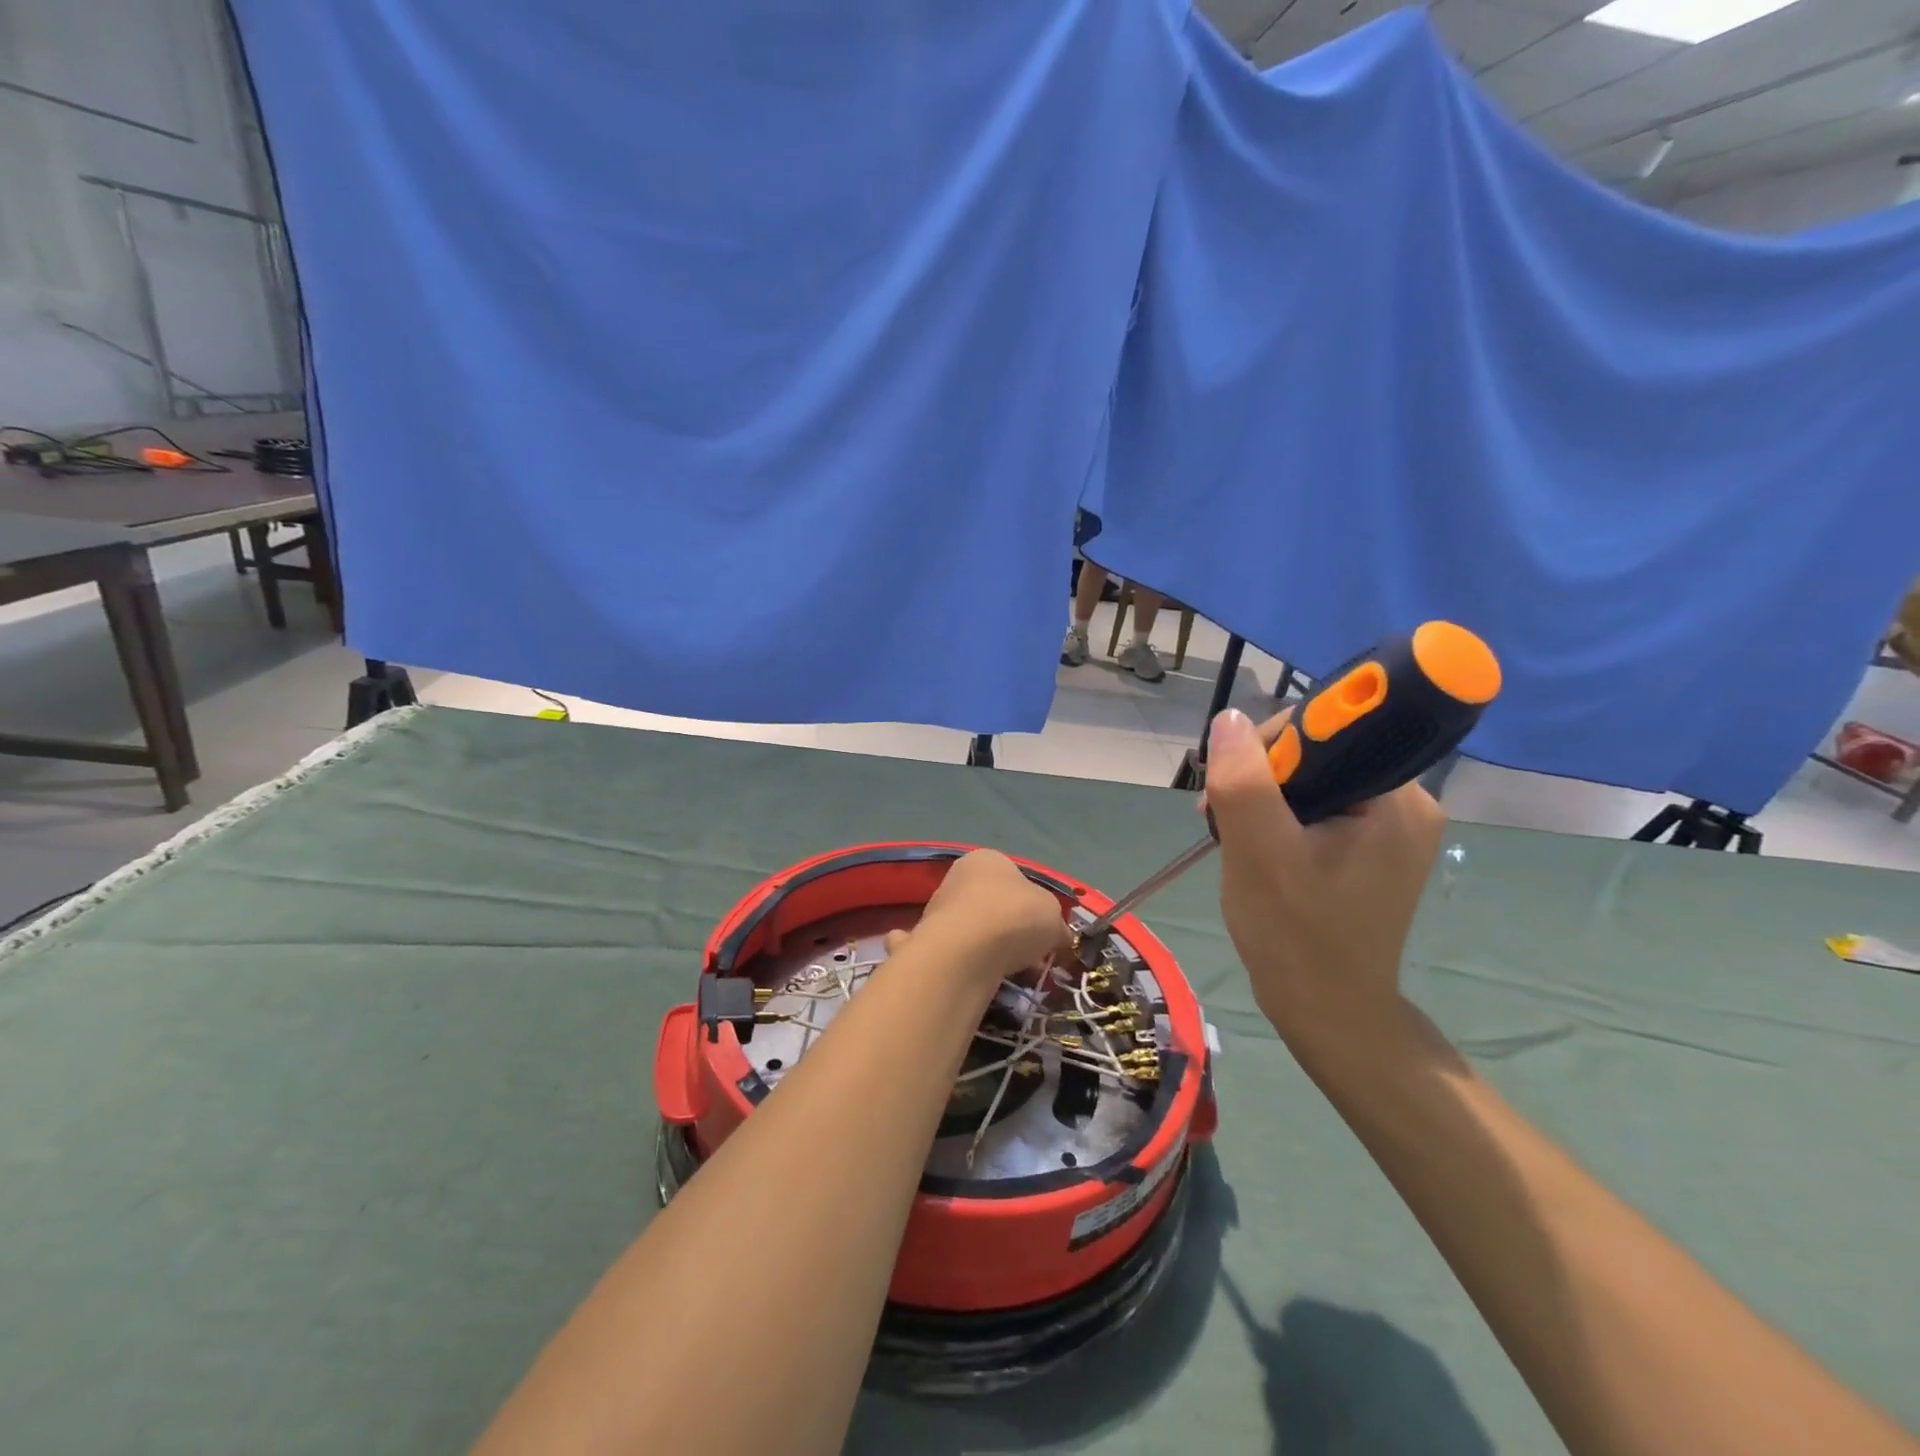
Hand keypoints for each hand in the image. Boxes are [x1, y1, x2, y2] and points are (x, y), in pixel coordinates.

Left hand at [887, 850, 1071, 983]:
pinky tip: (974, 976)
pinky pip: (952, 952)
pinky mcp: (925, 940)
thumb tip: (1060, 938)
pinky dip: (963, 962)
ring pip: (974, 931)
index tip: (1046, 935)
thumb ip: (1057, 925)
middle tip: (1032, 959)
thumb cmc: (1014, 917)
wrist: (964, 950)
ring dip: (991, 950)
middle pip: (994, 906)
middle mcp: (959, 877)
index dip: (1035, 908)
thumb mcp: (1053, 916)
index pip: (1016, 879)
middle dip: (1014, 933)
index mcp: (989, 859)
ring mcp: (938, 908)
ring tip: (1011, 974)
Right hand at [1204, 707, 1445, 1055]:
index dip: (1275, 743)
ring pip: (1313, 781)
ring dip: (1264, 799)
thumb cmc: (1295, 933)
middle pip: (1319, 753)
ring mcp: (1390, 829)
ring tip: (1233, 837)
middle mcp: (1405, 804)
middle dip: (1262, 776)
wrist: (1326, 1011)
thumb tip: (1229, 719)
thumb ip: (1244, 779)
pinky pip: (1318, 808)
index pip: (1332, 728)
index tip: (1237, 782)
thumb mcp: (1259, 851)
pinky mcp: (1371, 850)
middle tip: (1221, 817)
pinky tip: (1256, 846)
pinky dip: (1279, 819)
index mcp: (1396, 798)